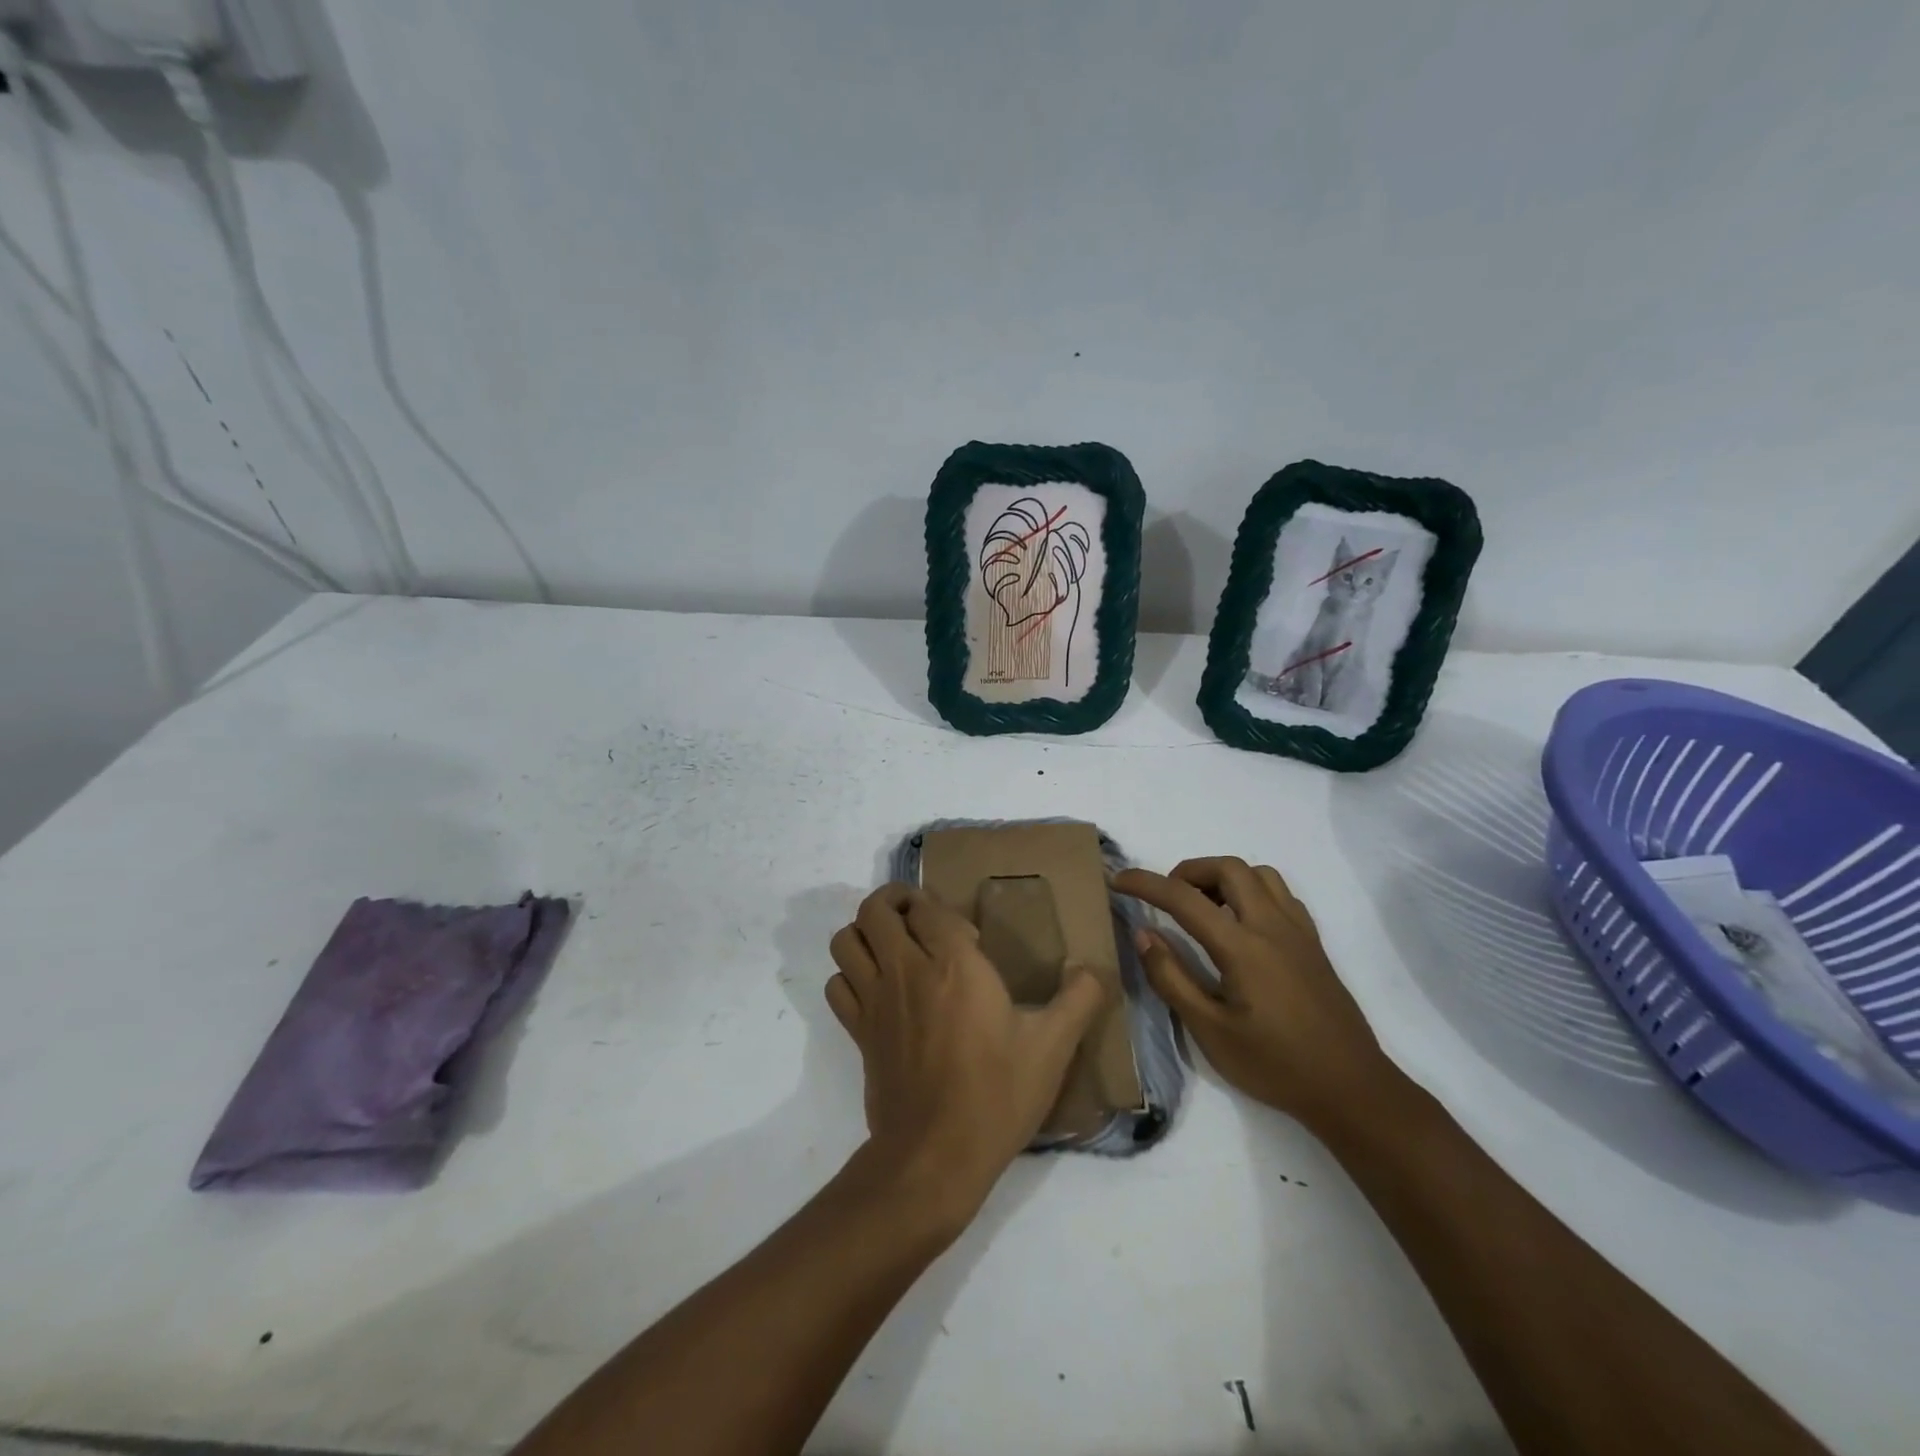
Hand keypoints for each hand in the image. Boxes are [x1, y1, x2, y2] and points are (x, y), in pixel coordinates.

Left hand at [826, 884, 1107, 1226]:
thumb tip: (1093, 969)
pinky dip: (850, 975)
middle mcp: (906, 970)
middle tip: (919, 917)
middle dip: (894, 901)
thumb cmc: (997, 1094)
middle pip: (875, 909)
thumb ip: (1079, 999)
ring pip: (846, 940)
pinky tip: (876, 989)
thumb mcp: (1053, 1047)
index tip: (965, 935)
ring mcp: (875, 1000)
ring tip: (892, 944)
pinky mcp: (858, 1031)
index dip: (939, 909)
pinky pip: (837, 984)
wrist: (937, 1156)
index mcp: (953, 963)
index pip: (926, 907)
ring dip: (865, 932)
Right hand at [1113, 857, 1389, 1135]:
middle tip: (1167, 897)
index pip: (1184, 898)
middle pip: (1228, 868)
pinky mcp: (1313, 943)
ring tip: (1203, 907)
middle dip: (1189, 871)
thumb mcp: (1210, 1031)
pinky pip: (1280, 894)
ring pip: (1259, 874)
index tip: (1118, 879)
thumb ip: (1172, 978)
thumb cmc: (1275, 1065)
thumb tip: (1144, 934)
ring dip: (1223, 877)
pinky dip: (1251, 891)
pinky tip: (1240, 924)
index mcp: (1243, 947)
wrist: (1351, 1089)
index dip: (1146, 883)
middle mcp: (1272, 926)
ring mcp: (1298, 931)